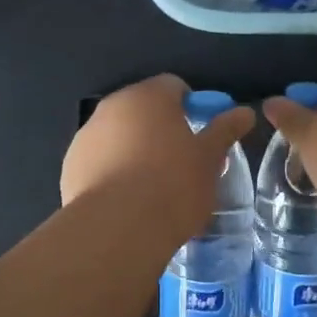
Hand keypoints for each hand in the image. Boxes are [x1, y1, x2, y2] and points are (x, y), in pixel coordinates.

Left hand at [62, 75, 254, 240]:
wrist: (117, 229)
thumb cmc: (172, 185)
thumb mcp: (209, 158)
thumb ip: (225, 130)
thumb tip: (245, 112)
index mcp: (148, 96)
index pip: (174, 86)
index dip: (192, 107)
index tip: (202, 136)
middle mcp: (113, 106)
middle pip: (144, 110)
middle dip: (162, 129)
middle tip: (182, 163)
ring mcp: (87, 135)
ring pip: (119, 135)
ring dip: (135, 149)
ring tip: (153, 187)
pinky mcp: (71, 166)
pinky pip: (99, 160)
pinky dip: (113, 171)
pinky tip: (126, 201)